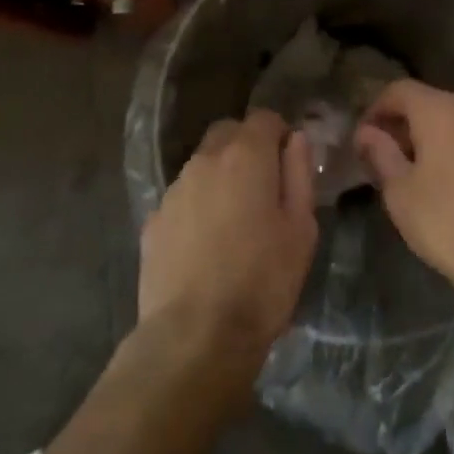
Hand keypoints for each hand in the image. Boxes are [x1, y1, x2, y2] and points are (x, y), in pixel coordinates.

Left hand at [139, 110, 318, 369]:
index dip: (279, 133)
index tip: (289, 162)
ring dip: (220, 177)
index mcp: (245, 157)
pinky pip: (182, 198)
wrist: (196, 336)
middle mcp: (204, 161)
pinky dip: (197, 206)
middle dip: (247, 146)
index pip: (264, 117)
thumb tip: (295, 140)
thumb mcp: (301, 229)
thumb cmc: (262, 281)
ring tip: (235, 221)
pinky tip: (206, 245)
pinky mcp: (153, 221)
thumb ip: (299, 175)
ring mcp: (173, 191)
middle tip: (264, 186)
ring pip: (201, 165)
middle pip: (227, 133)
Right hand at [354, 79, 453, 301]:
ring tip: (417, 177)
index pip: (399, 90)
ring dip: (433, 140)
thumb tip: (367, 133)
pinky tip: (452, 187)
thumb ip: (381, 154)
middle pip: (430, 104)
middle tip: (385, 162)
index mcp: (443, 110)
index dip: (375, 111)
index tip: (363, 142)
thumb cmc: (451, 223)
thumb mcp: (401, 192)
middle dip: (404, 127)